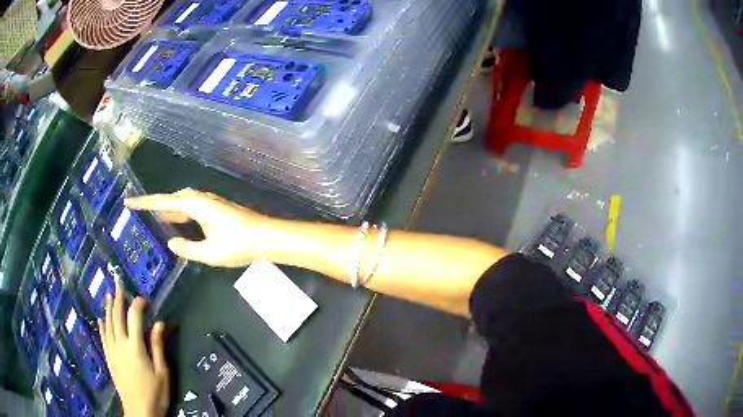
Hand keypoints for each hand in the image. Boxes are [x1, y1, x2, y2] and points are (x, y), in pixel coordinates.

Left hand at [99, 280, 168, 416]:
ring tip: (108, 295)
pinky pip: (103, 339)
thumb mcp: (162, 372)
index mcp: (135, 347)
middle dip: (119, 299)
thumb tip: (159, 323)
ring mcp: (113, 351)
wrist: (139, 411)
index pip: (135, 318)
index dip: (138, 305)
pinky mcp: (109, 359)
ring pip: (108, 325)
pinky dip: (102, 327)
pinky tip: (101, 319)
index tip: (143, 299)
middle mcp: (121, 344)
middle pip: (118, 317)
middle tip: (118, 283)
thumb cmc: (155, 393)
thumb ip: (158, 346)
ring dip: (109, 309)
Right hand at [124, 188, 271, 266]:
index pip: (163, 203)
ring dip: (169, 210)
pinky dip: (181, 214)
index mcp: (195, 206)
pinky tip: (179, 224)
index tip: (129, 201)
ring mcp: (210, 203)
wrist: (265, 237)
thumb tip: (171, 243)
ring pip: (182, 203)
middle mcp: (201, 199)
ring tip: (156, 219)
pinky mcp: (216, 209)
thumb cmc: (238, 245)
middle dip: (156, 205)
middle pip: (172, 199)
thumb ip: (187, 249)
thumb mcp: (209, 253)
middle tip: (141, 212)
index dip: (145, 203)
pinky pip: (192, 208)